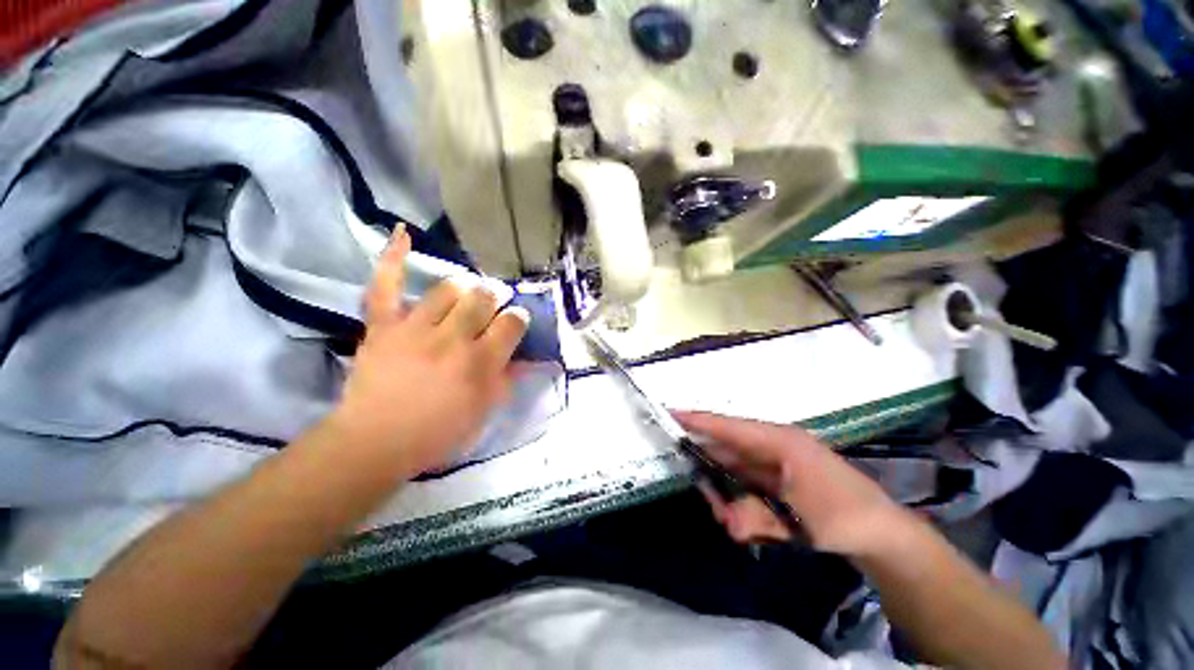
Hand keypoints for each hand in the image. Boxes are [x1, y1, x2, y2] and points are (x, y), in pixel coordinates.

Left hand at [327, 226, 529, 474]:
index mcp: (481, 362)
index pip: (512, 324)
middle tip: (495, 301)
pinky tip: (403, 233)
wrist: (374, 442)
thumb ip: (506, 380)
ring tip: (467, 291)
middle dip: (495, 296)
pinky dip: (393, 259)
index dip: (518, 317)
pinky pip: (386, 286)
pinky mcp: (384, 326)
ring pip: (448, 288)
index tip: (517, 318)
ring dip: (464, 286)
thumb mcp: (484, 412)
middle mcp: (453, 339)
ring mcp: (415, 328)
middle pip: (483, 299)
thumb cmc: (437, 433)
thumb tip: (524, 358)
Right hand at [676, 412, 910, 557]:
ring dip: (728, 492)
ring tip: (734, 522)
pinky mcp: (779, 477)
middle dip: (711, 471)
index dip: (699, 420)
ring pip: (736, 469)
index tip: (671, 414)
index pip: (729, 426)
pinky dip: (741, 499)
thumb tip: (726, 519)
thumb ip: (758, 517)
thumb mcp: (801, 519)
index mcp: (779, 441)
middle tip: (707, 497)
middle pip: (728, 449)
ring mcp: (776, 461)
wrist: (884, 533)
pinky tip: (748, 522)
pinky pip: (748, 482)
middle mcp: (773, 445)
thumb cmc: (845, 515)